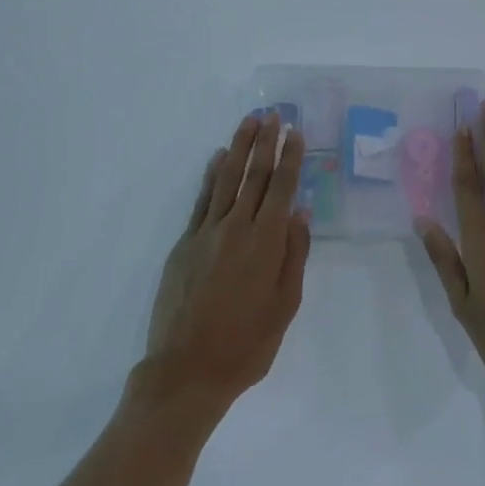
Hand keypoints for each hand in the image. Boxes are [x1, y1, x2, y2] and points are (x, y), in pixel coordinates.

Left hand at [142, 113, 310, 415]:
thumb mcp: (285, 307)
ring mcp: (207, 232)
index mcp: (266, 243)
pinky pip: (202, 199)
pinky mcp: (185, 243)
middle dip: (265, 141)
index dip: (289, 158)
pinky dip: (211, 176)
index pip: (281, 188)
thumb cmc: (246, 345)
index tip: (295, 133)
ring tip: (248, 121)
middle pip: (253, 174)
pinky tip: (218, 158)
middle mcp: (236, 228)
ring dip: (238, 147)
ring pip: (226, 179)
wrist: (186, 371)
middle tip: (273, 113)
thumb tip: (299, 213)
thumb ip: (294, 255)